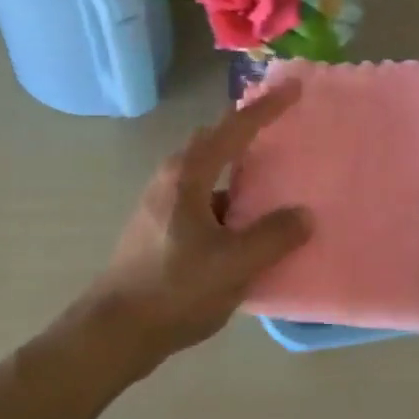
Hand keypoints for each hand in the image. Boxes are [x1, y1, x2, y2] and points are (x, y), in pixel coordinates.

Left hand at [79, 81, 311, 364]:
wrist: (116, 330)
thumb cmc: (174, 289)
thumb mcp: (234, 265)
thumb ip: (274, 236)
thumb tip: (303, 216)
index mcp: (187, 176)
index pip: (233, 129)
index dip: (266, 107)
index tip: (295, 88)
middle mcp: (171, 181)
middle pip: (215, 143)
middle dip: (248, 130)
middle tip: (283, 126)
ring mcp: (162, 206)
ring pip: (208, 175)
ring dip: (239, 171)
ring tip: (275, 178)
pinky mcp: (161, 230)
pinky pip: (204, 202)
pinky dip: (230, 203)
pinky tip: (249, 226)